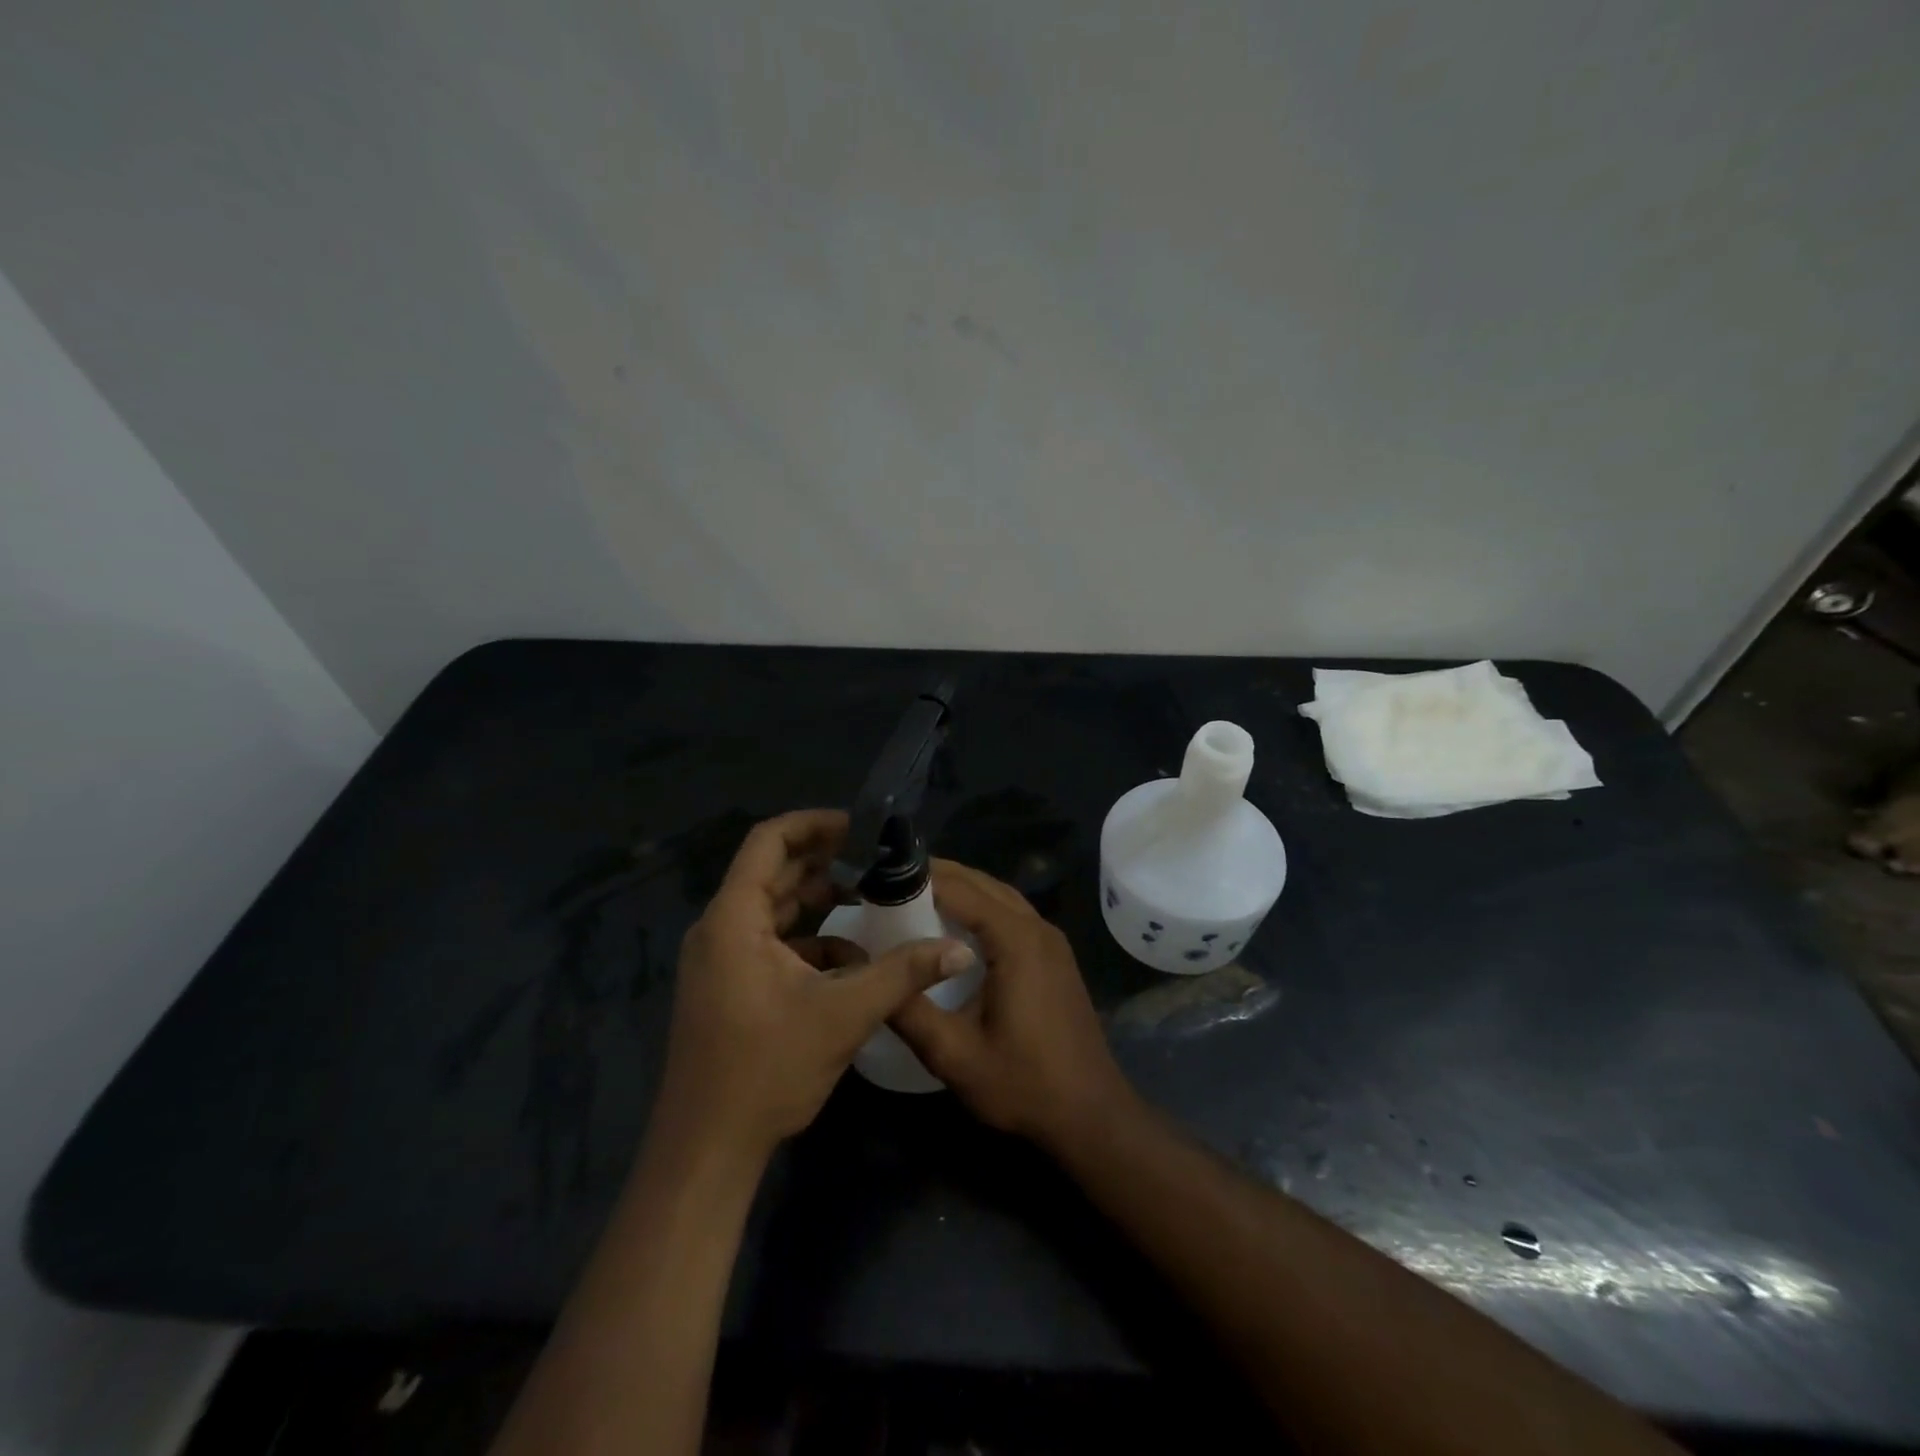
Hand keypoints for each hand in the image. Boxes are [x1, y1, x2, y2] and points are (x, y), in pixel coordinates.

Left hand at [656, 810, 974, 1161]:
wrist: (706, 1151)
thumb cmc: (766, 1069)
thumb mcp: (844, 1014)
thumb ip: (903, 974)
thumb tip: (959, 951)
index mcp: (733, 919)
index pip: (769, 841)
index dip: (814, 824)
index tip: (860, 828)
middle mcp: (720, 929)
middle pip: (772, 872)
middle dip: (825, 861)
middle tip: (876, 858)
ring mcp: (722, 959)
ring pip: (773, 908)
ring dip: (818, 900)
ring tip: (869, 896)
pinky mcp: (730, 986)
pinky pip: (771, 942)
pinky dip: (809, 939)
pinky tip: (850, 957)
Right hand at [890, 860, 1136, 1151]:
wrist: (1091, 1115)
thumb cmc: (1023, 1084)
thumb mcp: (954, 1055)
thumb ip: (910, 1010)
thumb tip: (867, 973)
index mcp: (1016, 940)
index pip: (960, 888)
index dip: (919, 878)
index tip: (878, 880)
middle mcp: (1037, 928)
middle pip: (982, 883)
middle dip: (937, 876)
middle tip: (889, 885)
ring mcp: (1051, 940)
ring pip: (999, 895)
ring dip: (961, 889)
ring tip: (914, 898)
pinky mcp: (1054, 956)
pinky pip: (1012, 913)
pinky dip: (981, 907)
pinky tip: (955, 928)